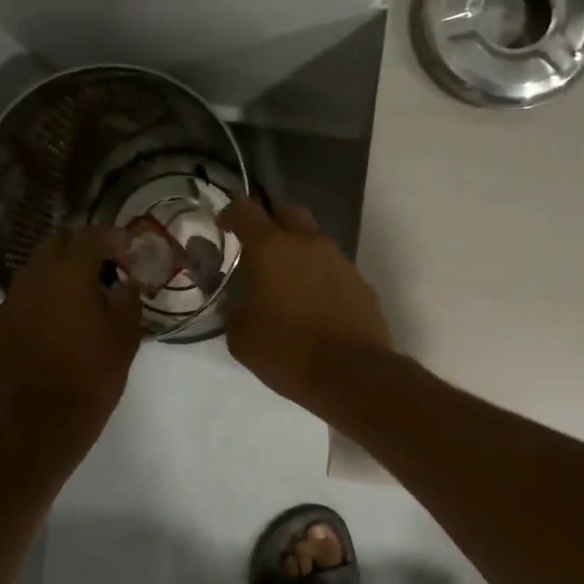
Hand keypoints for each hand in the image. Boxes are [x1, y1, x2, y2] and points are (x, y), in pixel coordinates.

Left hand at [0, 226, 142, 458]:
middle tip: (100, 269)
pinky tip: (48, 332)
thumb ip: (128, 300)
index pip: (90, 237)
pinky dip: (35, 309)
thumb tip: (129, 282)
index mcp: (68, 277)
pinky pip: (17, 308)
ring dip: (54, 278)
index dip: (111, 237)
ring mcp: (6, 307)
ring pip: (31, 275)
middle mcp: (31, 282)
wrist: (43, 425)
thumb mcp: (125, 338)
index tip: (126, 248)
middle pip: (53, 245)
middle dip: (78, 250)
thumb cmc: (93, 378)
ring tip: (74, 301)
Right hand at [218, 197, 392, 412]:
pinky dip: (318, 275)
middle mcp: (307, 243)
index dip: (230, 214)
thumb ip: (230, 307)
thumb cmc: (287, 351)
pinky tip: (312, 303)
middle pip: (286, 212)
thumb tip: (230, 299)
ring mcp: (338, 259)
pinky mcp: (359, 281)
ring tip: (285, 282)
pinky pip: (332, 266)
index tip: (223, 229)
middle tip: (257, 249)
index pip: (245, 210)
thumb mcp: (241, 336)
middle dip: (269, 222)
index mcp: (271, 248)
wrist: (352, 373)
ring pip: (313, 239)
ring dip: (296, 250)